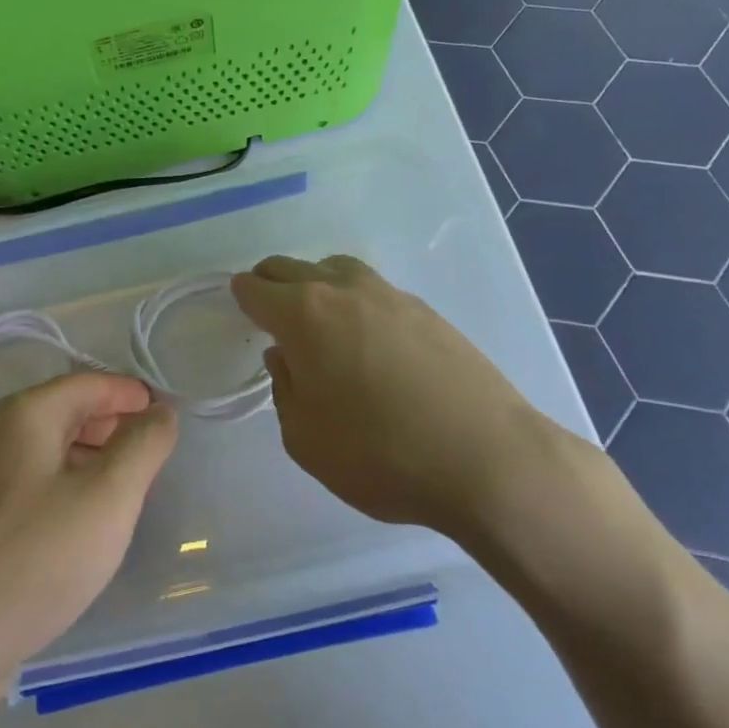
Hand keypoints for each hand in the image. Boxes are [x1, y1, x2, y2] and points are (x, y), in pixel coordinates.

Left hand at [0, 373, 176, 696]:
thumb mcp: (108, 498)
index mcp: (25, 414)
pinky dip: (67, 484)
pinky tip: (85, 520)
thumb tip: (161, 412)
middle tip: (155, 454)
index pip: (91, 383)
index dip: (133, 395)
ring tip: (129, 487)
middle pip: (68, 410)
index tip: (169, 418)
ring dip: (93, 456)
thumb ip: (143, 446)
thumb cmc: (38, 558)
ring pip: (50, 448)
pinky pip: (33, 481)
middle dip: (115, 425)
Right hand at [231, 255, 599, 566]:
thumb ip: (285, 390)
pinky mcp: (427, 311)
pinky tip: (367, 341)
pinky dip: (354, 301)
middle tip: (270, 318)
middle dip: (271, 285)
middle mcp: (343, 290)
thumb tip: (287, 357)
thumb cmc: (381, 455)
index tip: (240, 315)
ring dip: (315, 286)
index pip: (255, 288)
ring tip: (319, 324)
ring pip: (335, 270)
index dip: (241, 299)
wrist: (488, 460)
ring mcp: (390, 295)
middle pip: (291, 267)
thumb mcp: (305, 439)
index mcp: (304, 314)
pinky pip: (372, 290)